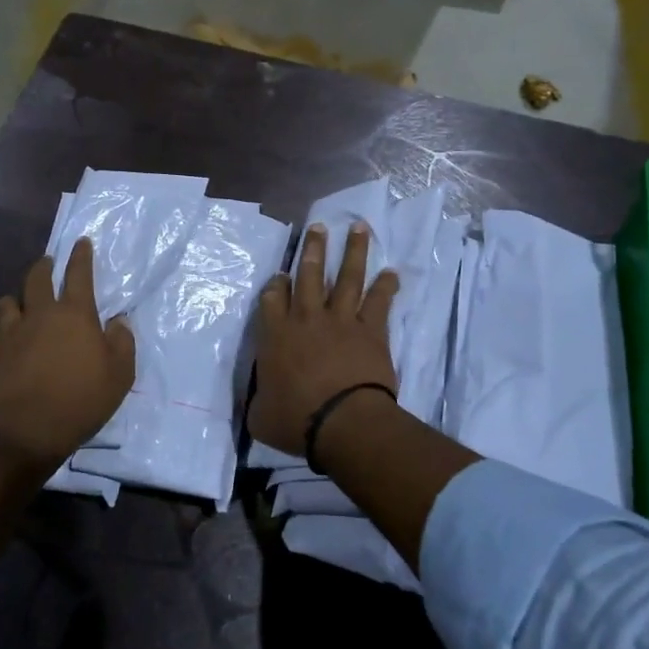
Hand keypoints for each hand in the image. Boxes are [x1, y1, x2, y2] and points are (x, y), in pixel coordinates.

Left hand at [0, 237, 135, 467]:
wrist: (27, 430)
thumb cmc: (81, 400)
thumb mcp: (120, 374)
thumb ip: (122, 342)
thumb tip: (118, 320)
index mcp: (75, 314)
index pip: (79, 274)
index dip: (81, 256)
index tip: (81, 242)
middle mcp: (41, 314)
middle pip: (38, 278)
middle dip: (44, 265)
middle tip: (48, 261)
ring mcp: (12, 331)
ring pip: (9, 301)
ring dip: (18, 297)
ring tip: (21, 300)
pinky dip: (2, 327)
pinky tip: (5, 334)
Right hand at [250, 222, 400, 454]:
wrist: (342, 421)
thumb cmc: (295, 420)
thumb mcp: (260, 415)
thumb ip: (257, 400)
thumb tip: (256, 401)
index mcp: (275, 335)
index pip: (272, 297)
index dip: (276, 284)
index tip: (281, 275)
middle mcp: (305, 318)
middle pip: (309, 274)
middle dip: (313, 249)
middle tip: (318, 227)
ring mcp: (340, 320)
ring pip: (346, 277)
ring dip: (353, 251)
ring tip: (358, 227)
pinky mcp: (370, 330)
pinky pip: (378, 302)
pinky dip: (386, 286)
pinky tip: (392, 272)